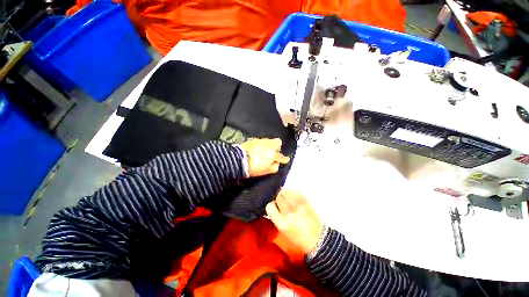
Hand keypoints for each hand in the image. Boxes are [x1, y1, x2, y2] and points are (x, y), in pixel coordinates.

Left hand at [240, 138, 289, 177]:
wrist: (239, 159)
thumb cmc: (254, 167)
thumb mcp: (266, 170)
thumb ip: (274, 167)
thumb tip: (277, 163)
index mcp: (273, 153)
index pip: (282, 156)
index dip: (284, 159)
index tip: (286, 159)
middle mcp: (269, 145)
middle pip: (278, 142)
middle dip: (278, 147)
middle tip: (274, 153)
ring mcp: (261, 141)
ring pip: (269, 140)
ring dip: (269, 145)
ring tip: (265, 151)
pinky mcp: (254, 139)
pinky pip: (261, 141)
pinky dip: (262, 145)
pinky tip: (258, 149)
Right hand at [265, 190, 323, 253]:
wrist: (318, 239)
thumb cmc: (298, 237)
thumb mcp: (283, 231)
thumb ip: (276, 216)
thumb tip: (273, 203)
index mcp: (282, 224)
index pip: (270, 206)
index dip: (271, 205)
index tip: (274, 206)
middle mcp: (289, 213)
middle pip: (278, 197)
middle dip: (277, 198)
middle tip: (281, 201)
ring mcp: (298, 205)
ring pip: (286, 191)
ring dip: (284, 193)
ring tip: (287, 197)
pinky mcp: (306, 201)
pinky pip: (295, 191)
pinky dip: (292, 192)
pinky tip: (294, 197)